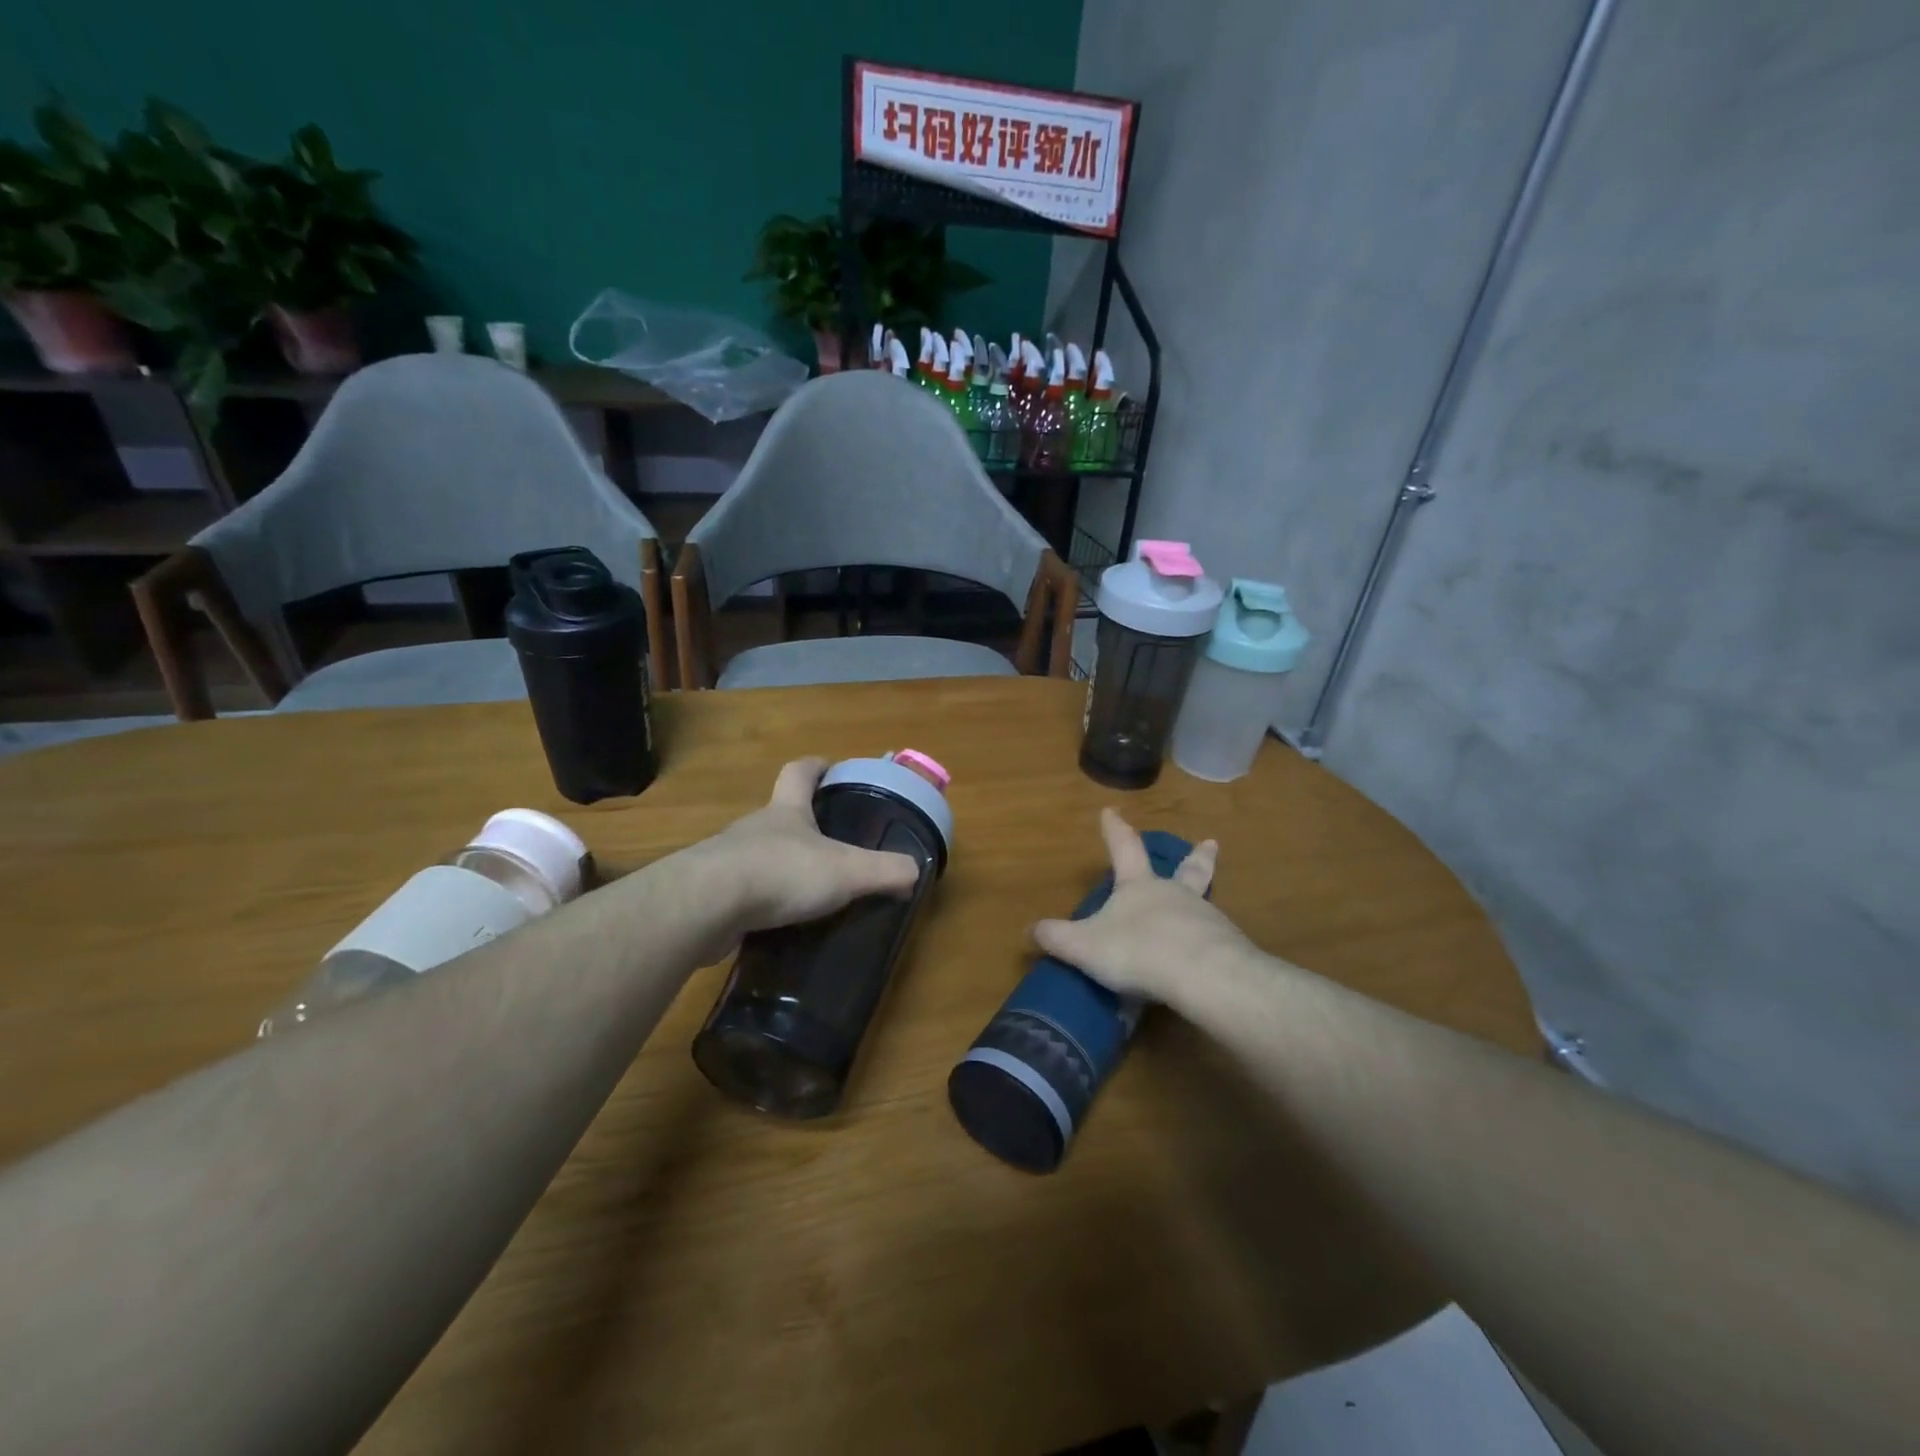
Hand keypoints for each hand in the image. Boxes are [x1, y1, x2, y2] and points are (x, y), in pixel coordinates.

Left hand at [689, 758, 920, 954]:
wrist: (706, 905)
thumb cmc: (782, 873)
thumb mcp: (847, 871)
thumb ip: (885, 870)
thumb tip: (915, 871)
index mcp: (786, 812)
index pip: (798, 772)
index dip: (815, 766)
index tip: (829, 767)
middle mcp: (755, 828)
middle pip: (779, 815)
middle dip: (801, 824)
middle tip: (829, 845)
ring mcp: (728, 860)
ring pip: (758, 854)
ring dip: (779, 865)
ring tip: (806, 891)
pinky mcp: (711, 895)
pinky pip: (741, 892)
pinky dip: (759, 902)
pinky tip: (775, 923)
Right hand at [1031, 809, 1250, 1004]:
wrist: (1202, 975)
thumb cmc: (1137, 949)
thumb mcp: (1085, 946)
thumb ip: (1057, 938)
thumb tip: (1030, 929)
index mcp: (1139, 885)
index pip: (1124, 848)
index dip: (1115, 830)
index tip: (1111, 810)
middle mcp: (1175, 893)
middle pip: (1188, 868)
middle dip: (1196, 856)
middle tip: (1210, 843)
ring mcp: (1206, 918)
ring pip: (1202, 904)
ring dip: (1200, 904)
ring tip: (1199, 916)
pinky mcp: (1227, 948)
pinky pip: (1213, 942)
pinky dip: (1207, 945)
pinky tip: (1203, 963)